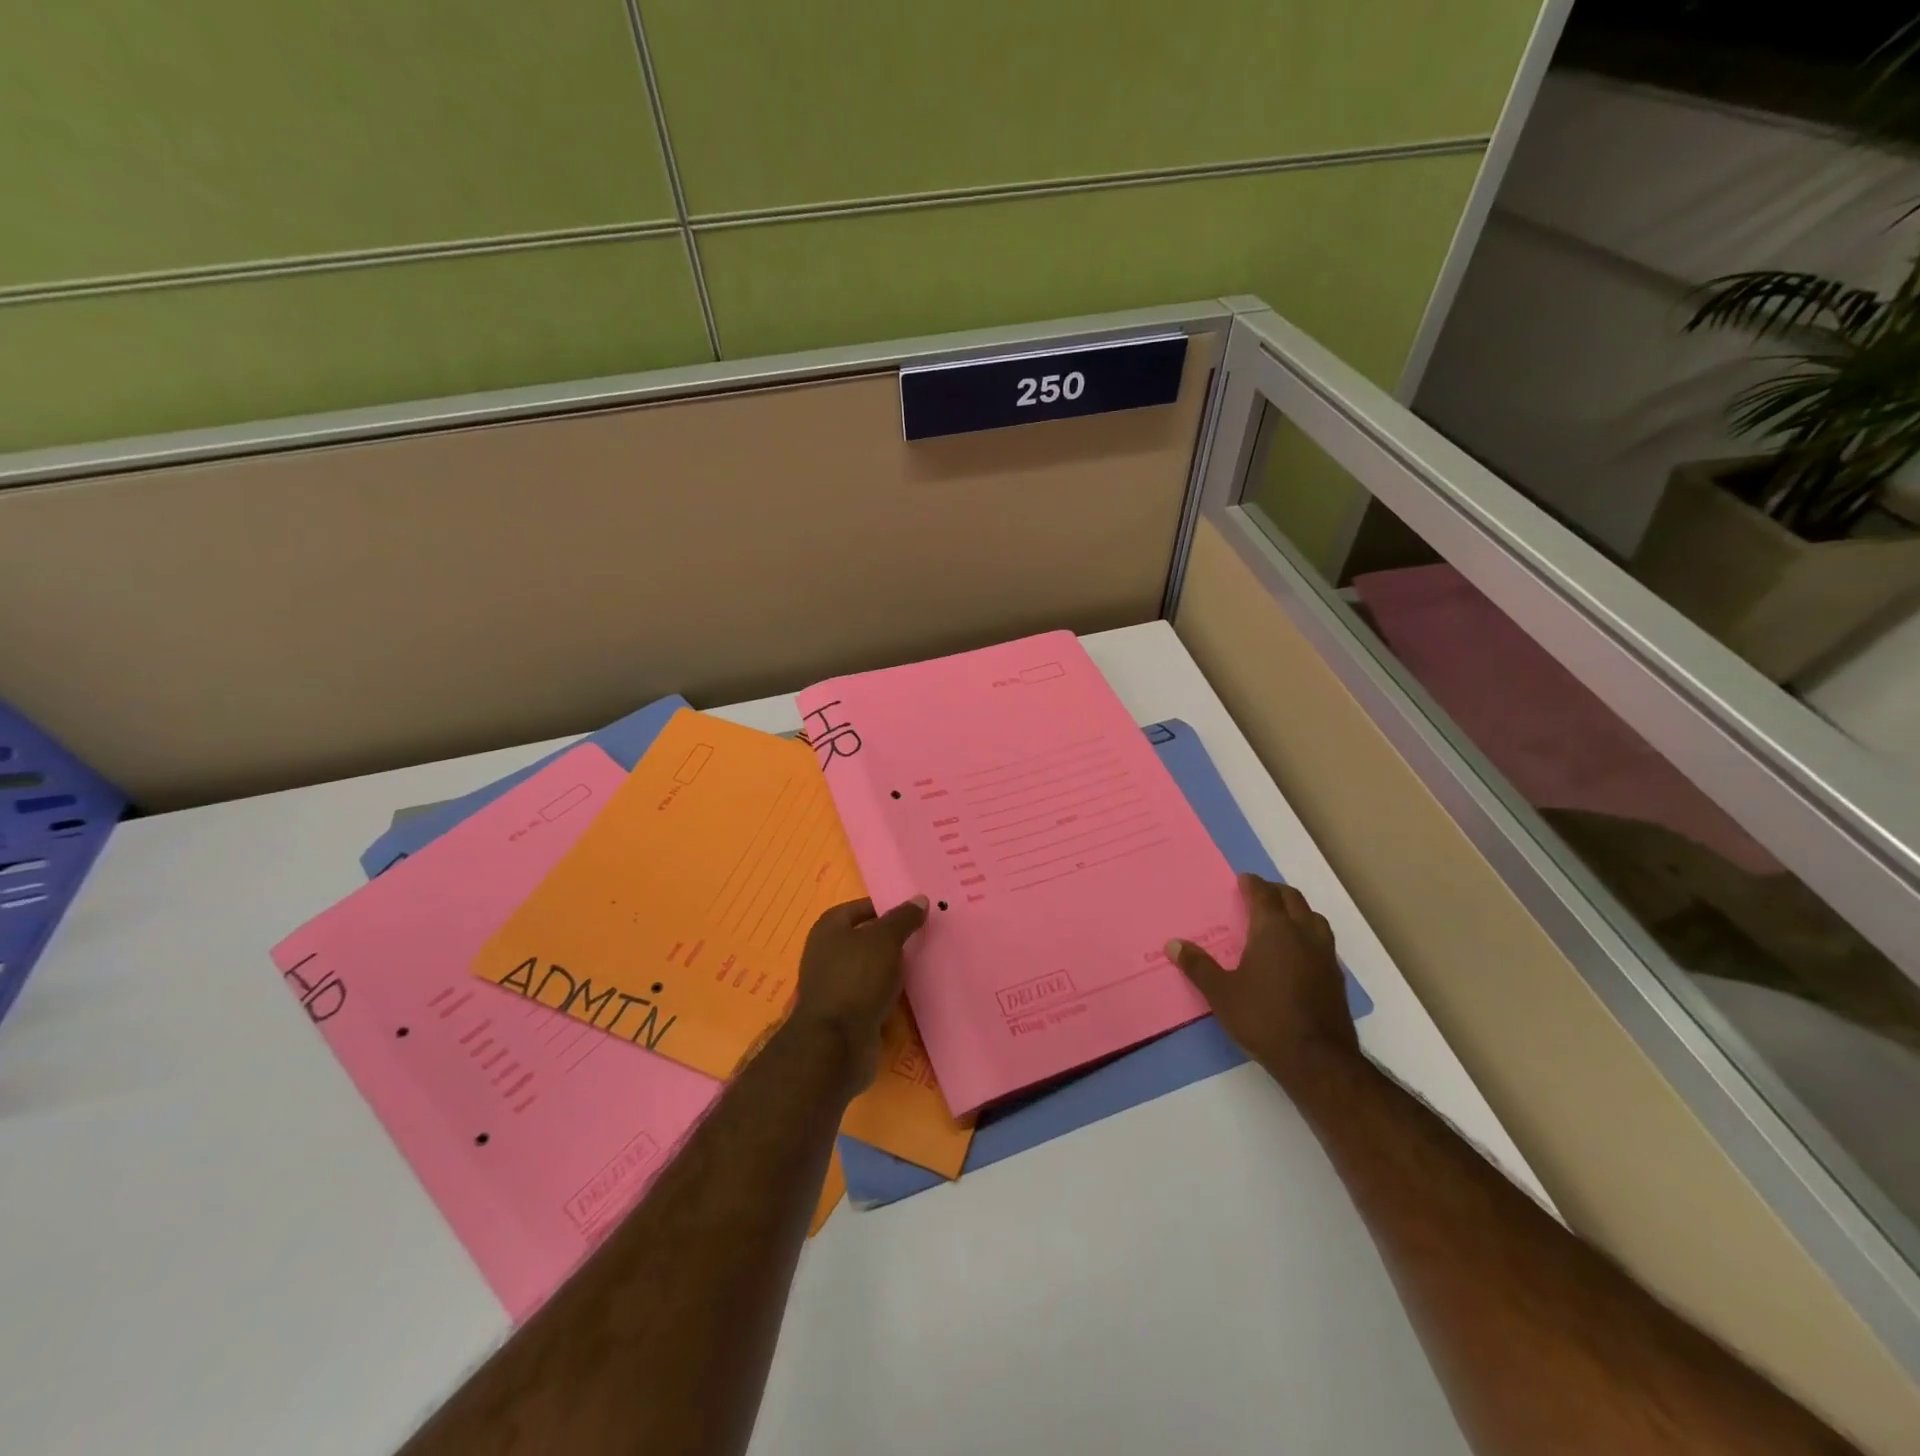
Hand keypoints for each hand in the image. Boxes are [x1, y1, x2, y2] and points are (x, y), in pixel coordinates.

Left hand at [786, 895, 929, 1090]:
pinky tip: (909, 993)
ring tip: (923, 964)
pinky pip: (871, 994)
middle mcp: (826, 953)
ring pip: (870, 968)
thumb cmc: (857, 979)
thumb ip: (903, 918)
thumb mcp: (885, 940)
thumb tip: (919, 899)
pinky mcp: (844, 1013)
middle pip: (866, 938)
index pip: (861, 908)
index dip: (887, 908)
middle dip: (893, 940)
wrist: (836, 1044)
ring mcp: (834, 985)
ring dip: (892, 968)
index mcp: (828, 928)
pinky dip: (888, 993)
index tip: (916, 914)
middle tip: (924, 937)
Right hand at [1166, 874, 1359, 1090]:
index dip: (1253, 884)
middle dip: (1275, 892)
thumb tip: (1173, 944)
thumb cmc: (1263, 1018)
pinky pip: (1322, 941)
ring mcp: (1324, 955)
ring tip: (1281, 919)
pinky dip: (1308, 935)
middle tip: (1259, 894)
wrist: (1317, 1059)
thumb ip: (1198, 966)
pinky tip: (1297, 953)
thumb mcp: (1221, 993)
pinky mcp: (1336, 977)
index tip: (1243, 880)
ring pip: (1314, 918)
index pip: (1264, 894)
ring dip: (1297, 911)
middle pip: (1293, 899)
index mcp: (1273, 930)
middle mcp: (1303, 934)